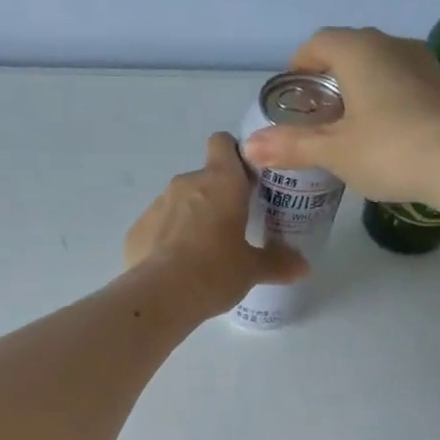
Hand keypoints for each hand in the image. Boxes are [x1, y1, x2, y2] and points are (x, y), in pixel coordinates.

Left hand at [123, 133, 306, 317]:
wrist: (160, 296)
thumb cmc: (215, 271)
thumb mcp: (252, 270)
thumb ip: (278, 262)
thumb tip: (303, 266)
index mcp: (221, 182)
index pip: (223, 143)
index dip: (234, 156)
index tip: (246, 180)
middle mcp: (186, 183)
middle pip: (204, 178)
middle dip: (216, 198)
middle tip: (232, 229)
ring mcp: (157, 204)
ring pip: (179, 202)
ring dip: (191, 219)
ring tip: (202, 254)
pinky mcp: (137, 229)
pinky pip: (158, 227)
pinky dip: (167, 240)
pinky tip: (175, 267)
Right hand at [240, 27, 439, 204]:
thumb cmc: (390, 149)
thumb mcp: (334, 151)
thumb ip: (291, 146)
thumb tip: (249, 148)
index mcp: (359, 50)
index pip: (318, 42)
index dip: (298, 66)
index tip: (290, 97)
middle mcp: (392, 44)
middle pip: (348, 52)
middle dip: (326, 79)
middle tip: (314, 117)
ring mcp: (423, 62)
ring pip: (378, 66)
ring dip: (357, 89)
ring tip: (346, 128)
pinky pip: (401, 82)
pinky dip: (384, 99)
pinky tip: (382, 134)